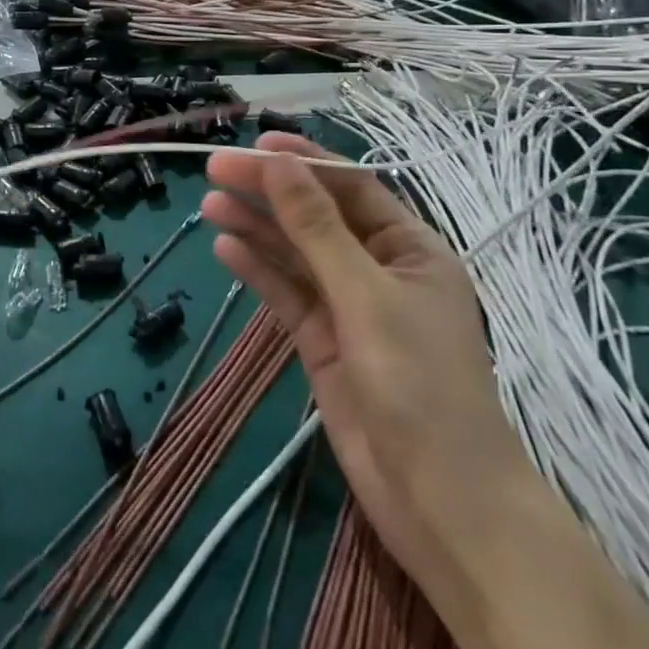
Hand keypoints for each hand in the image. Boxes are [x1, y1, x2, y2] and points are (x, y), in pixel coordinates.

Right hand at [202, 135, 518, 578]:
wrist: (440, 502)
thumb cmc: (419, 383)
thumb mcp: (365, 295)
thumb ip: (316, 228)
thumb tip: (278, 164)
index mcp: (409, 249)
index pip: (351, 187)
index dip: (303, 162)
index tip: (254, 146)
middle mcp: (378, 270)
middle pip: (316, 217)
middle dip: (269, 193)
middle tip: (214, 170)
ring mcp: (349, 307)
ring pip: (295, 254)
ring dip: (256, 228)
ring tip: (209, 204)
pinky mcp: (323, 342)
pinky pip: (286, 294)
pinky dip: (258, 270)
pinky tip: (225, 248)